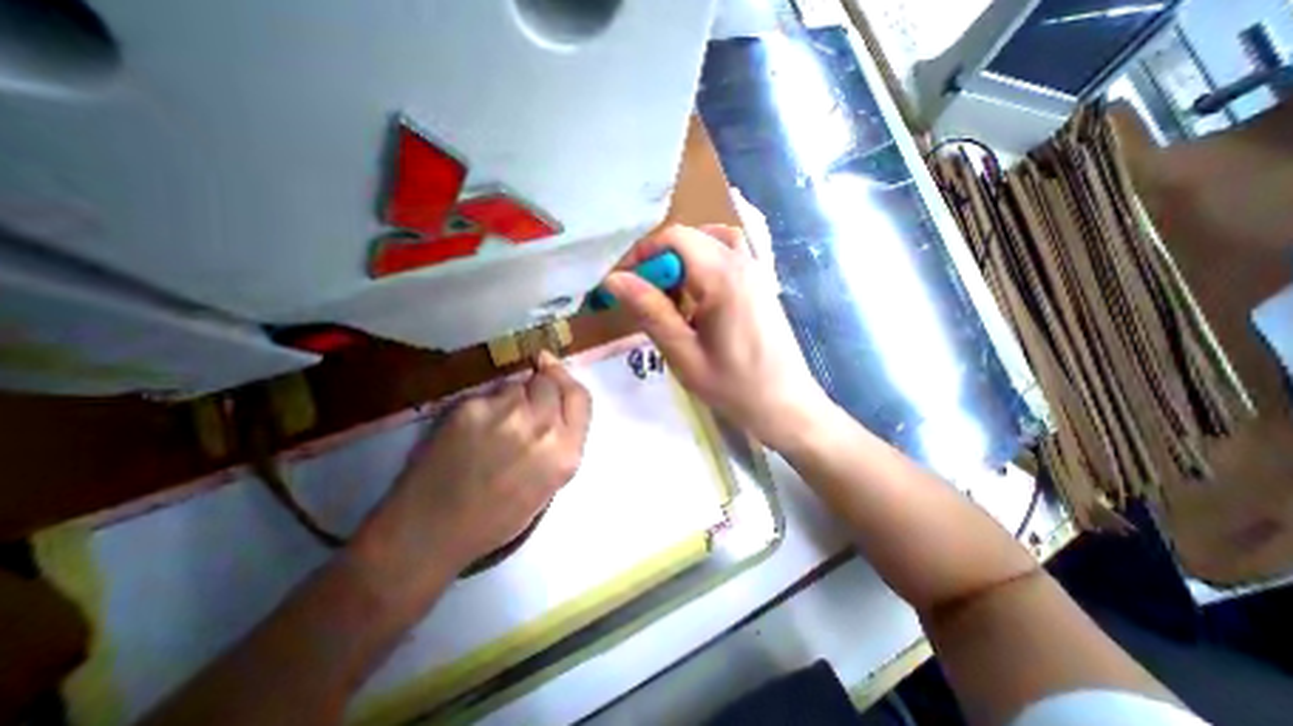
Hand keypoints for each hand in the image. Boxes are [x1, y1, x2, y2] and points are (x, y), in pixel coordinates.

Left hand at [355, 352, 593, 578]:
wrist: (431, 531)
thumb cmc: (497, 516)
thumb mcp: (549, 484)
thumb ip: (562, 440)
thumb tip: (557, 402)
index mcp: (565, 453)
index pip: (579, 396)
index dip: (567, 380)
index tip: (554, 370)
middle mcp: (541, 427)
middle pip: (549, 381)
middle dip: (540, 388)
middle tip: (524, 405)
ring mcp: (505, 413)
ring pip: (517, 384)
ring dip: (511, 397)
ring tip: (494, 424)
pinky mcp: (471, 407)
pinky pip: (488, 393)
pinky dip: (485, 405)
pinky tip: (471, 430)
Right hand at [605, 228, 832, 452]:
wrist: (786, 406)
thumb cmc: (734, 387)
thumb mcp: (684, 354)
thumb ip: (650, 311)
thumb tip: (614, 280)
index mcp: (723, 278)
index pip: (674, 239)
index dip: (642, 254)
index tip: (624, 284)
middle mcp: (743, 263)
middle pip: (691, 237)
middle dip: (660, 260)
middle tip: (645, 297)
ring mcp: (758, 270)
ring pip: (711, 240)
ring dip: (684, 258)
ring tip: (672, 293)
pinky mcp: (762, 282)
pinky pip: (729, 254)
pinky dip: (705, 262)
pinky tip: (699, 295)